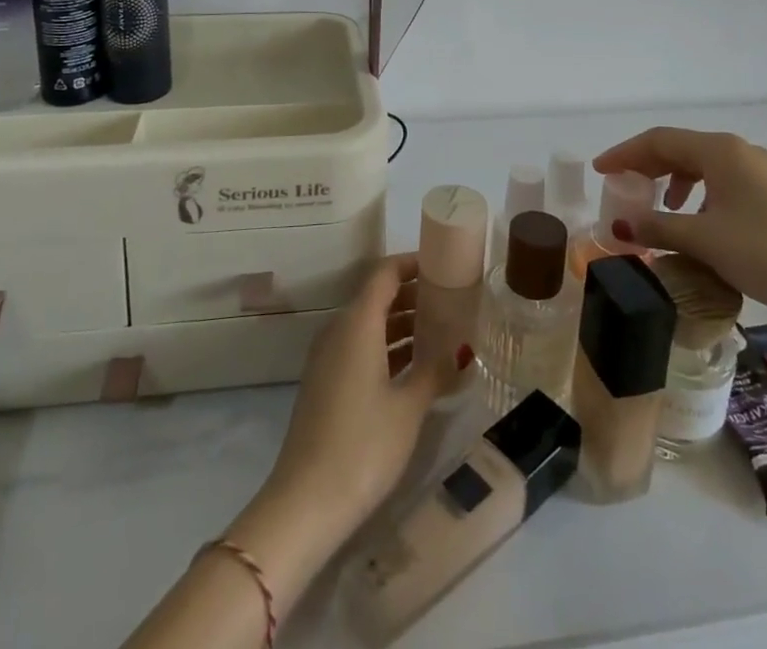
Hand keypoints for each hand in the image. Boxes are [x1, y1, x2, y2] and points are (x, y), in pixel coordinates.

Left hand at [265, 253, 462, 535]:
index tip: (443, 267)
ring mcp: (328, 358)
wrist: (305, 503)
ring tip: (441, 332)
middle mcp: (339, 330)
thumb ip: (435, 370)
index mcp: (357, 322)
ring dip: (402, 323)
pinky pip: (360, 348)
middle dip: (413, 295)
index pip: (384, 273)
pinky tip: (415, 367)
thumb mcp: (408, 407)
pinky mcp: (326, 384)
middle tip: (451, 301)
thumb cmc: (363, 445)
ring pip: (369, 324)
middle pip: (377, 296)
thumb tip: (461, 349)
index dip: (413, 264)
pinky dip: (387, 347)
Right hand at [595, 127, 766, 322]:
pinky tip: (696, 220)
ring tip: (658, 206)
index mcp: (719, 150)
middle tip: (621, 187)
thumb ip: (658, 228)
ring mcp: (759, 169)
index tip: (600, 170)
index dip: (625, 153)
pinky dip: (698, 192)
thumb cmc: (766, 253)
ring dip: (673, 179)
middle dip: (647, 165)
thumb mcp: (704, 241)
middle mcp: (738, 150)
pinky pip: (721, 180)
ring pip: (702, 164)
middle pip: (680, 148)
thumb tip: (619, 227)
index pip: (659, 140)